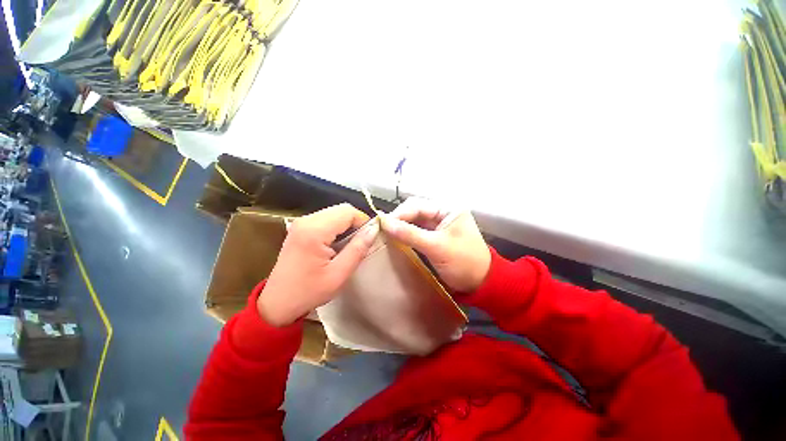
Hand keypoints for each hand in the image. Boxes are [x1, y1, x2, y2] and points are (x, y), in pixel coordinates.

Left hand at [258, 204, 379, 325]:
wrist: (278, 302)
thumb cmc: (309, 291)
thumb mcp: (339, 274)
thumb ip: (358, 249)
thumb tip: (374, 229)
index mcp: (314, 230)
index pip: (348, 211)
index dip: (363, 221)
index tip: (370, 237)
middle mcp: (306, 220)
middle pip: (341, 209)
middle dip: (356, 222)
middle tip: (362, 242)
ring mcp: (301, 222)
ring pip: (335, 212)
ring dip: (347, 225)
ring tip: (351, 244)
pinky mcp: (300, 227)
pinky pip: (326, 219)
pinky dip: (338, 227)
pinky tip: (338, 243)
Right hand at [381, 197, 490, 292]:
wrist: (480, 284)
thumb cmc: (463, 263)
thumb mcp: (437, 247)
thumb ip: (410, 234)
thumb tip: (385, 222)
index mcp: (449, 208)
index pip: (418, 205)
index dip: (399, 213)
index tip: (382, 223)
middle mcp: (443, 213)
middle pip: (415, 211)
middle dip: (399, 218)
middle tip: (382, 229)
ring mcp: (439, 225)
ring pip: (414, 221)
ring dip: (401, 226)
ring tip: (385, 233)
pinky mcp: (435, 236)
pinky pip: (417, 231)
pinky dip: (406, 234)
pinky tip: (395, 238)